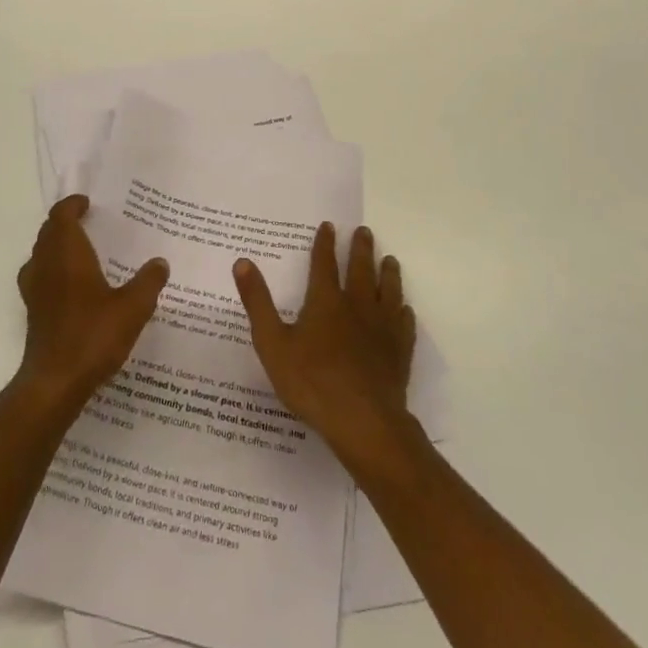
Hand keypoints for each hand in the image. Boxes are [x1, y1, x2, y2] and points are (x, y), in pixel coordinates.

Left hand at [15, 194, 169, 415]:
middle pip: (48, 232)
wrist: (54, 382)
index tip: (88, 204)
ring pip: (40, 254)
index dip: (72, 205)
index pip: (61, 215)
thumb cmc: (93, 336)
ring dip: (56, 246)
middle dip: (65, 223)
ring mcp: (34, 289)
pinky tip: (72, 288)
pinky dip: (52, 270)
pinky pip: (39, 276)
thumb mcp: (132, 308)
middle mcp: (46, 264)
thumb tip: (160, 263)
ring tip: (81, 252)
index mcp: (67, 253)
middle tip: (89, 223)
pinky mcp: (32, 311)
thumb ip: (148, 282)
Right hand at [233, 223, 416, 473]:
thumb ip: (258, 302)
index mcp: (326, 301)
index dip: (325, 243)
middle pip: (361, 269)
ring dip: (388, 273)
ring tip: (389, 260)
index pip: (324, 263)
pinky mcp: (399, 351)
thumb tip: (242, 262)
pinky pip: (404, 323)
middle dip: (360, 248)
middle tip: (364, 231)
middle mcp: (357, 305)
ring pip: (388, 290)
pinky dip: (403, 312)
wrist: (362, 421)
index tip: (329, 225)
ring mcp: (382, 328)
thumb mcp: (272, 343)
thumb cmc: (312, 382)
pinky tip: (404, 309)